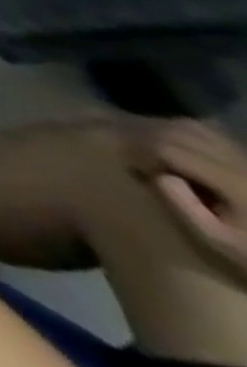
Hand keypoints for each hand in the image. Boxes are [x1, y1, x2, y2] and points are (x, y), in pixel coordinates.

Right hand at [129, 119, 246, 277]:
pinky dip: (181, 131)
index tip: (133, 168)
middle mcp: (238, 161)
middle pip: (177, 132)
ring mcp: (245, 157)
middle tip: (132, 155)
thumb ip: (185, 208)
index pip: (168, 148)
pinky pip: (208, 132)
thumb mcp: (220, 241)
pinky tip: (174, 145)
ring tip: (148, 148)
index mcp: (232, 182)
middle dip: (145, 138)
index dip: (141, 151)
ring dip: (160, 130)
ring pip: (191, 126)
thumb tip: (158, 175)